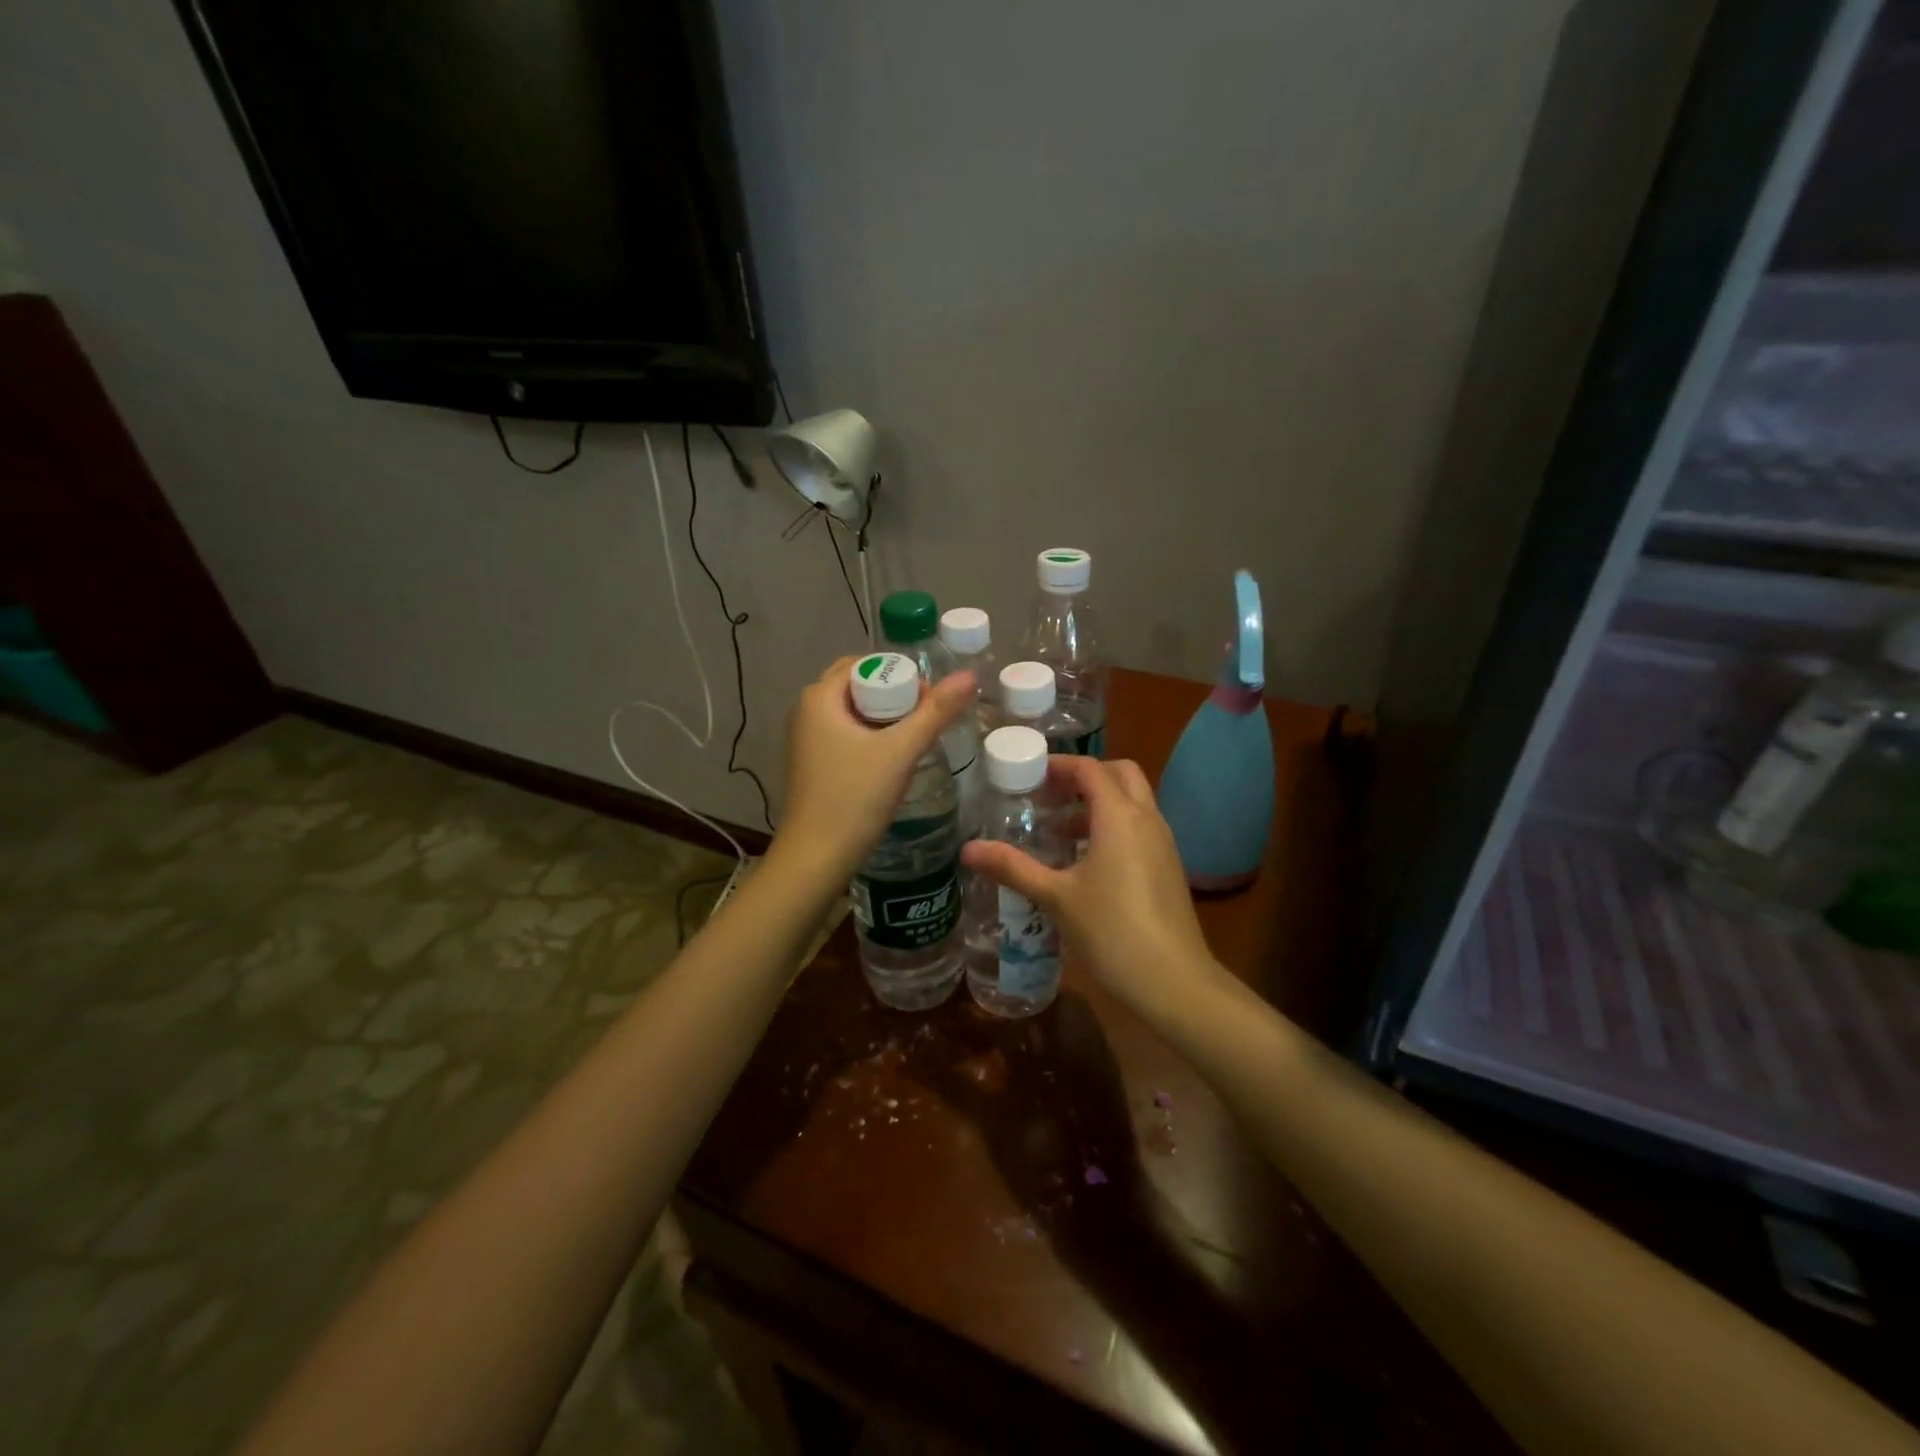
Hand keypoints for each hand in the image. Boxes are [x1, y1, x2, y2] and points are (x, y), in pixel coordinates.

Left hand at [776, 655, 975, 880]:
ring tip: (914, 739)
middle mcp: (806, 711)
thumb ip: (936, 712)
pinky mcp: (812, 763)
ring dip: (885, 719)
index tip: (928, 701)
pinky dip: (871, 738)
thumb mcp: (900, 752)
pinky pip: (846, 735)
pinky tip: (892, 760)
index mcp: (819, 697)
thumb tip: (969, 676)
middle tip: (924, 719)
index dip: (900, 675)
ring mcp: (806, 739)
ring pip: (854, 713)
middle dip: (894, 697)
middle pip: (859, 687)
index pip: (865, 664)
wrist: (815, 859)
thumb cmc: (854, 798)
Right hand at [961, 757, 1230, 1028]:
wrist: (1174, 982)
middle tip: (1048, 796)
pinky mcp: (1169, 867)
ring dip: (1099, 804)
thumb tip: (967, 849)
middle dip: (1084, 777)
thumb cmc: (1112, 931)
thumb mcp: (1056, 897)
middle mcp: (1147, 819)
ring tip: (1059, 830)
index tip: (1028, 775)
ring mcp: (1163, 843)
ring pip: (1133, 802)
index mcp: (1120, 816)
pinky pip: (1140, 828)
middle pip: (1119, 774)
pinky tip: (1086, 862)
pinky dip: (1114, 827)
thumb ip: (1013, 867)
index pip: (1089, 768)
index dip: (1058, 765)